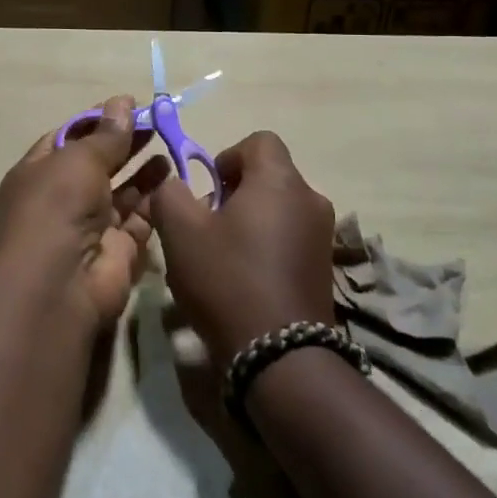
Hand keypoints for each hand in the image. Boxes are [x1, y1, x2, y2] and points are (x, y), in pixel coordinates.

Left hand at [0, 96, 167, 333]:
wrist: (60, 286)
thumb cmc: (57, 207)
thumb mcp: (78, 160)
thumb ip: (105, 134)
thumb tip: (122, 102)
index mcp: (39, 173)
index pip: (68, 138)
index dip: (97, 120)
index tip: (128, 105)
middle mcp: (63, 198)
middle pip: (99, 163)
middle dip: (125, 142)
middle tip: (157, 121)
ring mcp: (91, 226)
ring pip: (122, 190)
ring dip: (143, 169)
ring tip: (169, 143)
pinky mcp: (119, 249)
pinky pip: (140, 217)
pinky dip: (155, 198)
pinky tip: (173, 175)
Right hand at [144, 131, 335, 365]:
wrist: (282, 357)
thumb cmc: (228, 280)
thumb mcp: (180, 232)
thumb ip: (170, 194)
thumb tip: (175, 183)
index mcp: (280, 180)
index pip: (259, 140)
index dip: (227, 156)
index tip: (207, 189)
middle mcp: (310, 199)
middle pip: (269, 176)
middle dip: (235, 193)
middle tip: (209, 226)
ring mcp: (323, 235)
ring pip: (280, 208)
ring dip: (252, 221)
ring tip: (224, 257)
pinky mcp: (326, 268)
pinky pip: (292, 238)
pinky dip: (269, 246)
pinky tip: (246, 281)